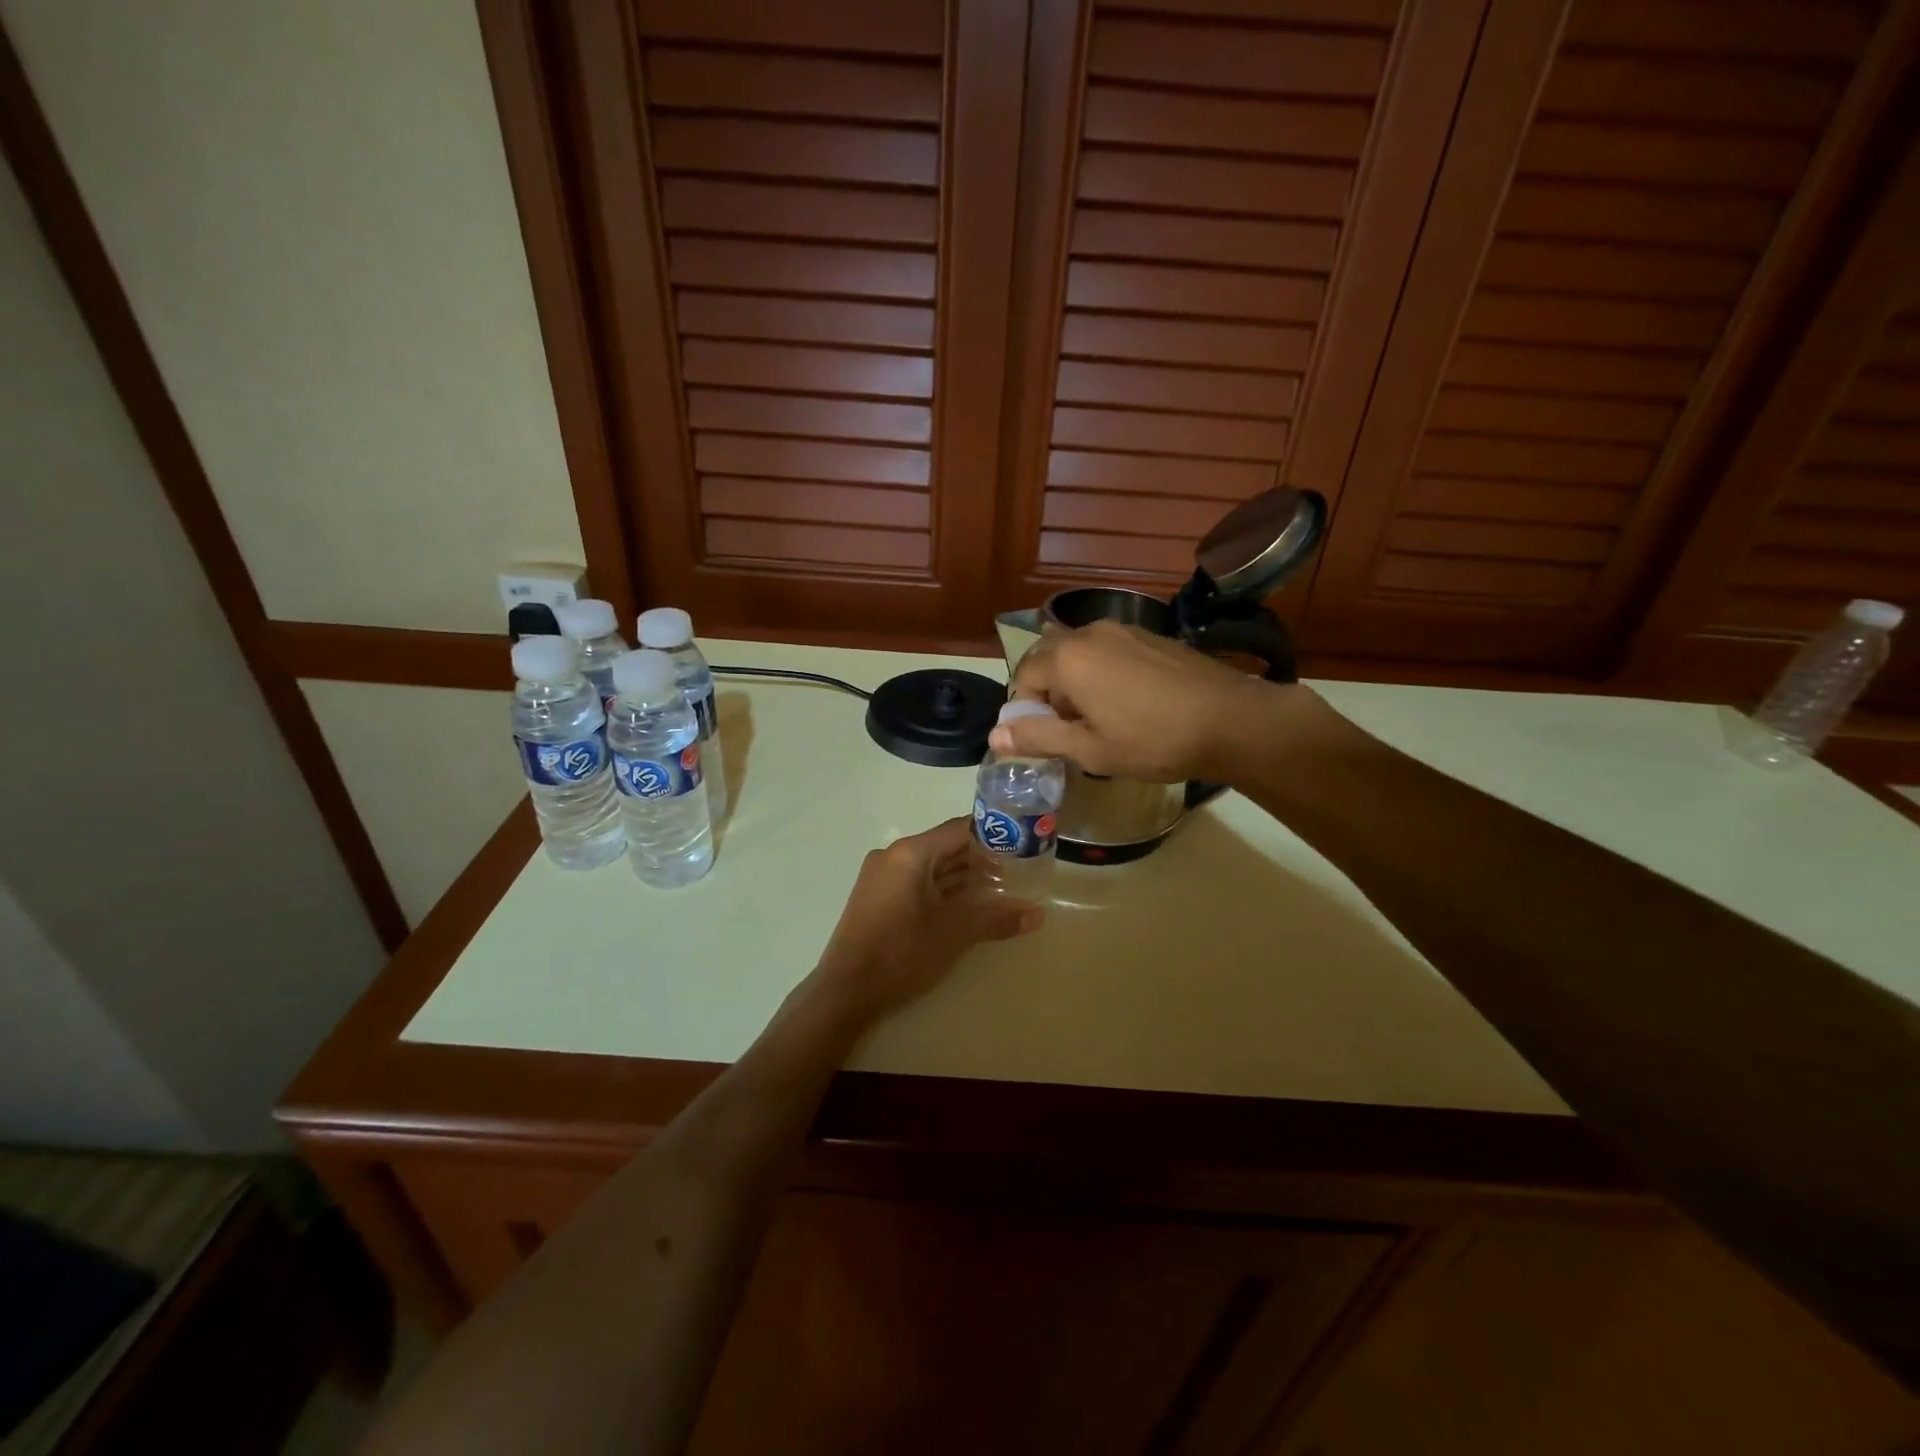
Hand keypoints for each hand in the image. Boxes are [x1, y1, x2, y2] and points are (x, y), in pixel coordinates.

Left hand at [815, 818, 1043, 1022]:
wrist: (846, 991)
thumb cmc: (901, 953)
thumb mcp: (954, 934)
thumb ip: (996, 919)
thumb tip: (1037, 915)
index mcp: (909, 853)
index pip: (958, 829)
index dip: (991, 835)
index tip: (1020, 845)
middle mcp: (893, 856)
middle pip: (944, 847)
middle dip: (979, 860)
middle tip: (1016, 873)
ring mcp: (881, 877)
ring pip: (930, 867)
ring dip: (961, 878)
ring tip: (997, 891)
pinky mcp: (877, 898)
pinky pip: (916, 883)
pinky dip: (941, 890)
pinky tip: (965, 907)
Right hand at [991, 620, 1312, 782]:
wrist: (1231, 721)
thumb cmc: (1153, 741)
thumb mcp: (1089, 749)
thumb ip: (1038, 737)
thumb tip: (993, 737)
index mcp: (1068, 658)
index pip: (1023, 677)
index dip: (1024, 710)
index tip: (1042, 739)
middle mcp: (1090, 633)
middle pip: (1048, 658)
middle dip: (1046, 692)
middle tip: (1065, 730)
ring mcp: (1123, 630)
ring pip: (1078, 653)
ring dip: (1073, 682)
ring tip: (1095, 718)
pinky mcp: (1150, 636)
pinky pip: (1107, 650)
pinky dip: (1100, 673)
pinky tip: (1125, 703)